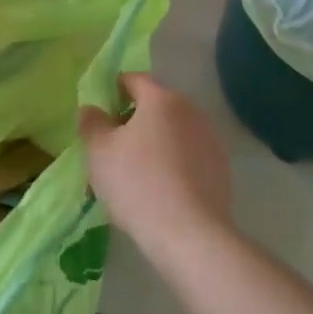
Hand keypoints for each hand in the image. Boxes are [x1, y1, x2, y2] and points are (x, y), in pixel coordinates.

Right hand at [78, 73, 232, 247]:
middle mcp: (191, 112)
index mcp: (162, 99)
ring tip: (132, 175)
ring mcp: (210, 140)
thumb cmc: (137, 183)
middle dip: (132, 121)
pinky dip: (171, 165)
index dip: (113, 90)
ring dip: (152, 145)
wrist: (189, 233)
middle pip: (155, 107)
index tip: (100, 111)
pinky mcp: (220, 169)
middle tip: (110, 147)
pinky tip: (157, 191)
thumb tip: (92, 109)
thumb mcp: (99, 152)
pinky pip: (187, 157)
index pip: (134, 80)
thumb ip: (92, 123)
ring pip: (172, 134)